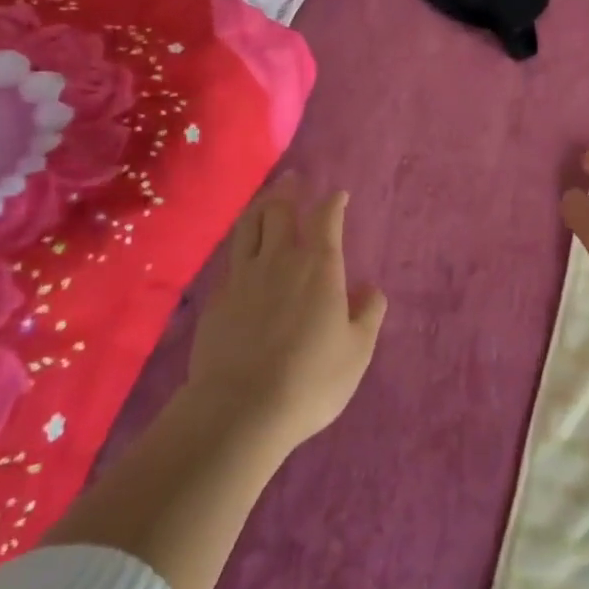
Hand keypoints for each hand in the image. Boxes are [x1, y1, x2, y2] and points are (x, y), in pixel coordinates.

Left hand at [186, 175, 387, 451]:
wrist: (239, 409)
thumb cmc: (310, 379)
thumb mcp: (357, 351)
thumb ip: (368, 314)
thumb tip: (370, 288)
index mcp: (319, 266)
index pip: (326, 218)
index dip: (333, 202)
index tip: (338, 194)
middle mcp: (280, 260)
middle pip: (280, 212)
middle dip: (289, 191)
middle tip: (293, 179)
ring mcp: (243, 277)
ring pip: (250, 227)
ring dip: (261, 207)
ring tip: (267, 198)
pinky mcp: (218, 299)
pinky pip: (232, 258)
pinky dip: (242, 244)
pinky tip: (243, 252)